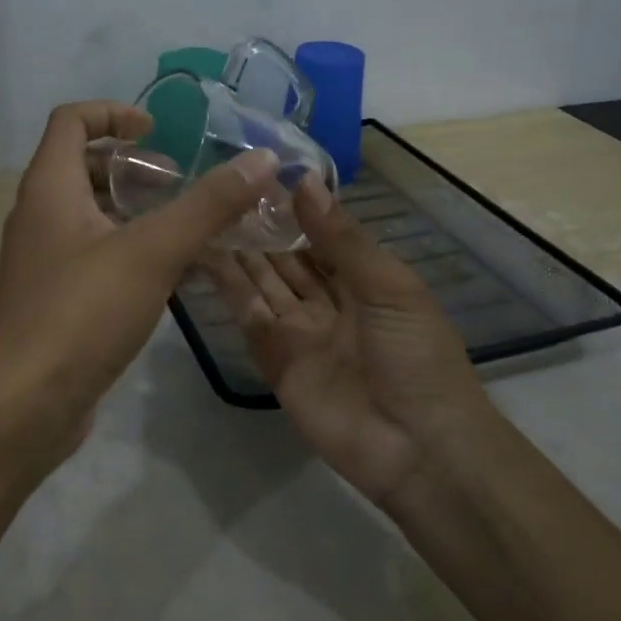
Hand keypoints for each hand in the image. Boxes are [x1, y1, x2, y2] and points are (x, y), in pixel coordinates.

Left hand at [0, 101, 279, 463]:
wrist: (23, 406)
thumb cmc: (81, 314)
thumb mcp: (152, 252)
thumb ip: (208, 205)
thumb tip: (262, 159)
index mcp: (48, 187)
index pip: (71, 120)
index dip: (114, 113)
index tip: (158, 132)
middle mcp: (38, 215)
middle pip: (82, 166)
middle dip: (134, 168)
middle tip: (180, 185)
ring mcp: (42, 260)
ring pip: (91, 215)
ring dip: (136, 211)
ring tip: (185, 228)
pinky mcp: (53, 299)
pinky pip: (93, 255)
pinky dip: (129, 250)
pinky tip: (169, 276)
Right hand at [207, 175, 489, 502]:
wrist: (418, 447)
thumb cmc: (415, 355)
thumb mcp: (389, 286)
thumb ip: (342, 238)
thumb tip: (304, 182)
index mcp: (365, 281)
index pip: (323, 236)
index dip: (295, 208)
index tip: (260, 173)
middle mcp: (329, 302)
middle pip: (288, 258)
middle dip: (262, 226)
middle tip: (222, 186)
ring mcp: (299, 331)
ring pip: (263, 281)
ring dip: (238, 249)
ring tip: (205, 209)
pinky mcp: (274, 359)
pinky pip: (249, 316)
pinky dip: (228, 286)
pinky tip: (203, 252)